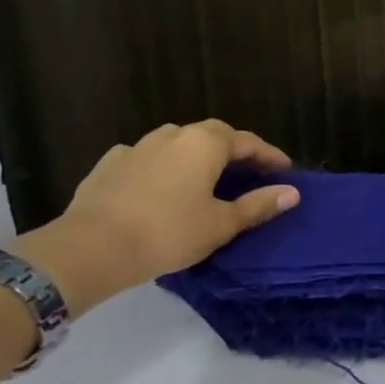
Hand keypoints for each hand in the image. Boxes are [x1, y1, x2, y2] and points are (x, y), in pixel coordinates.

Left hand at [18, 121, 296, 312]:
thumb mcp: (222, 224)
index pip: (248, 142)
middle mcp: (173, 135)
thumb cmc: (169, 233)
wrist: (92, 247)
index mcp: (206, 144)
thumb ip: (258, 205)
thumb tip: (292, 193)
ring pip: (177, 142)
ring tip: (205, 176)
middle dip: (234, 150)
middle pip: (213, 135)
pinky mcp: (109, 164)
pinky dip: (161, 165)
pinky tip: (160, 183)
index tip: (285, 171)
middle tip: (248, 171)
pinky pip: (145, 157)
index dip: (270, 156)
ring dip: (196, 154)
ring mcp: (137, 147)